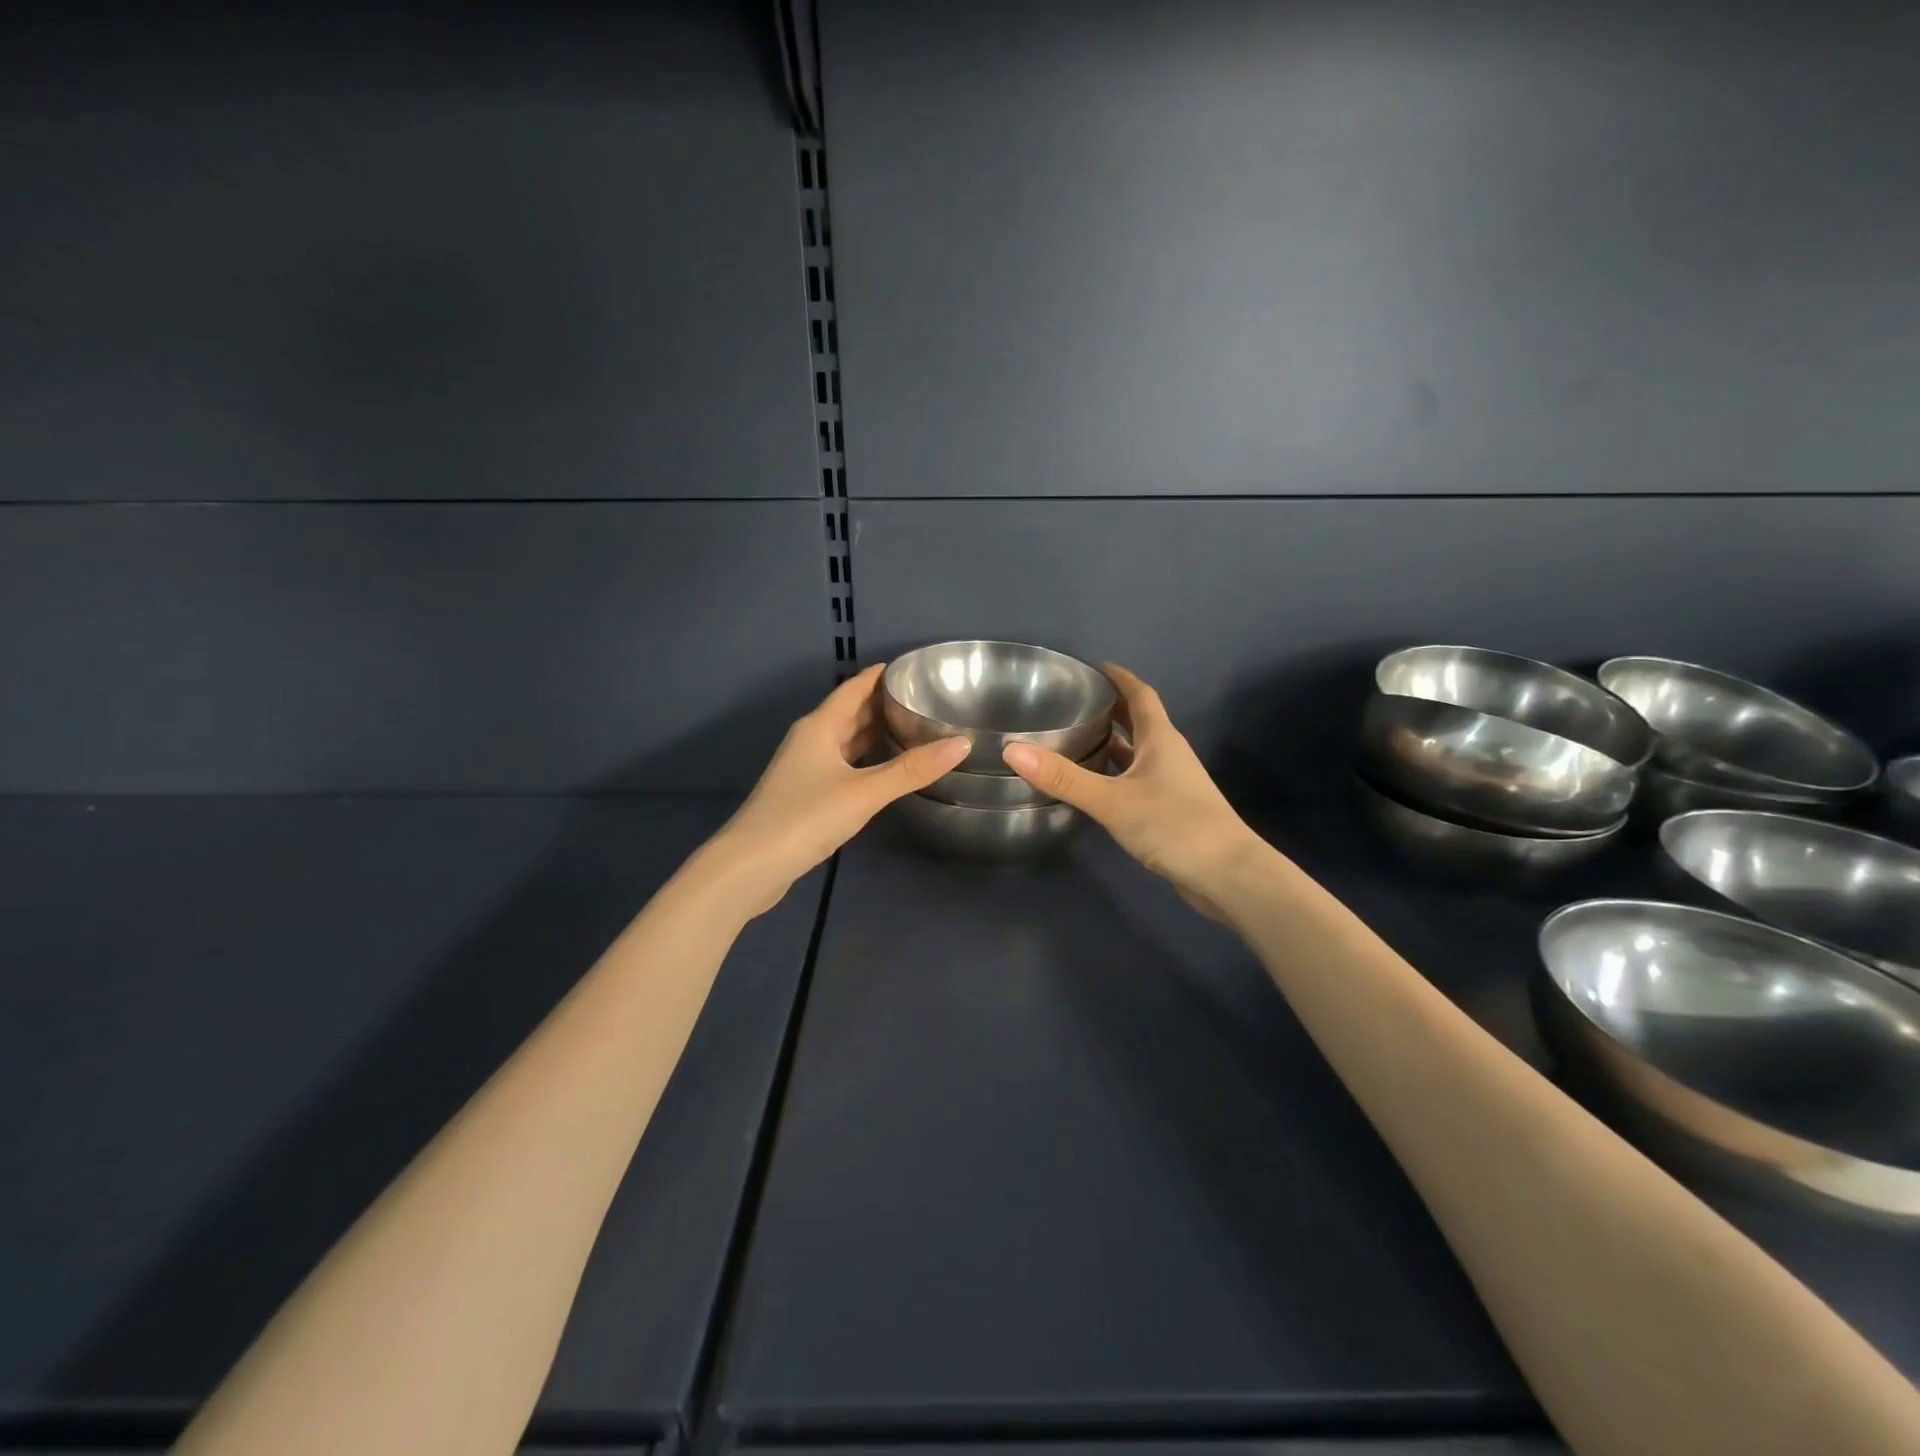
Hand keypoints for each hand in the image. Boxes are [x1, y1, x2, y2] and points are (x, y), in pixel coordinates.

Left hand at [699, 664, 968, 917]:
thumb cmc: (806, 817)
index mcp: (819, 727)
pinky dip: (864, 760)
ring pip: (844, 740)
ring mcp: (804, 768)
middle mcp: (810, 740)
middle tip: (922, 700)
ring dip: (872, 733)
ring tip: (911, 729)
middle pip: (849, 712)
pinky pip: (841, 764)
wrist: (751, 865)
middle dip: (881, 704)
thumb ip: (912, 769)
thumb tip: (963, 742)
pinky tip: (883, 770)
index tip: (911, 668)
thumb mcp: (864, 792)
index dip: (879, 676)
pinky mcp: (804, 795)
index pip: (853, 688)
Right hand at [1002, 664, 1268, 920]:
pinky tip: (1094, 786)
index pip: (1140, 695)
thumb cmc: (1174, 825)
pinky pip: (1137, 779)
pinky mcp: (1170, 809)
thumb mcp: (1112, 800)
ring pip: (1137, 752)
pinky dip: (1115, 774)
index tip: (1093, 667)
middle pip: (1138, 721)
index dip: (1119, 677)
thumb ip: (1064, 778)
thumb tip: (1013, 750)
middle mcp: (1168, 754)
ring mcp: (1172, 783)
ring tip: (1074, 739)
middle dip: (1110, 708)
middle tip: (1072, 703)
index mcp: (1160, 739)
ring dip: (1111, 743)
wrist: (1228, 875)